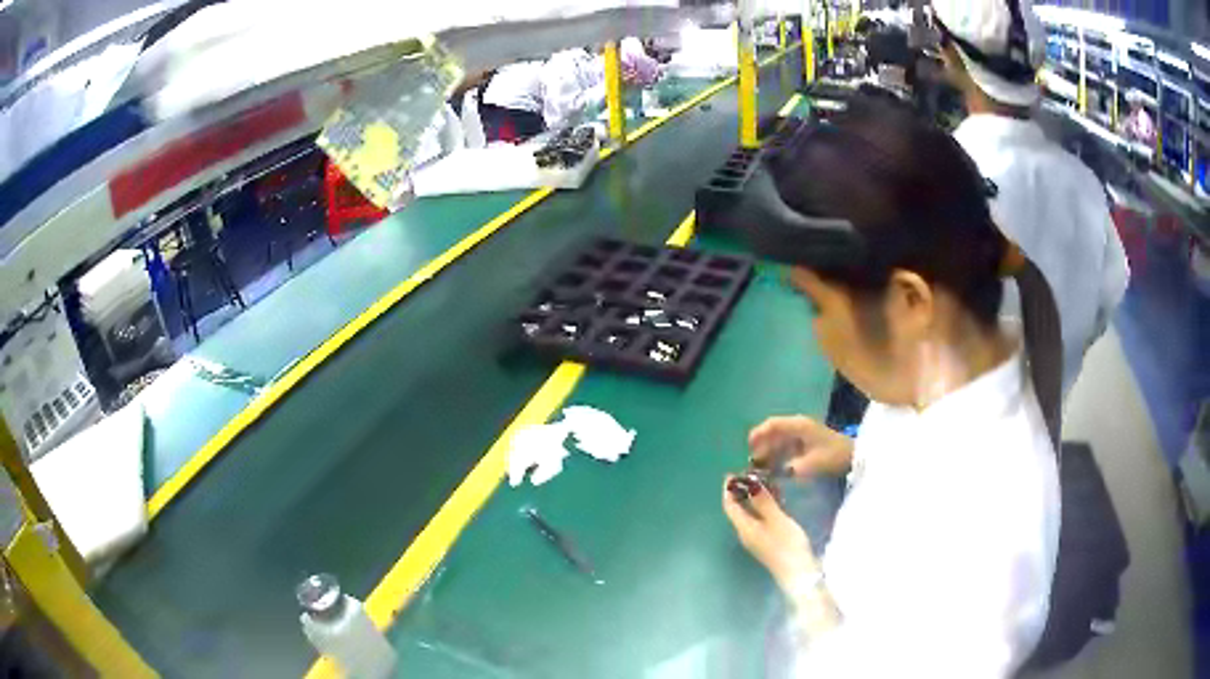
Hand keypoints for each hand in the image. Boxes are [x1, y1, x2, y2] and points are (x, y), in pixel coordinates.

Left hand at [722, 477, 814, 587]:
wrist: (799, 572)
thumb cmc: (786, 544)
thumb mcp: (776, 519)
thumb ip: (762, 501)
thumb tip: (749, 482)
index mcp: (743, 527)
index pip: (730, 505)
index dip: (729, 489)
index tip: (732, 473)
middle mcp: (746, 532)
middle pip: (739, 508)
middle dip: (743, 490)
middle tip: (754, 473)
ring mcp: (758, 537)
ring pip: (752, 512)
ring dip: (756, 497)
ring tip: (767, 480)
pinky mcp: (769, 539)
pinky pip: (762, 517)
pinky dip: (766, 505)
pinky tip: (778, 496)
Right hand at [748, 416, 854, 479]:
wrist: (854, 456)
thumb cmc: (832, 457)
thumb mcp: (809, 465)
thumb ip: (788, 468)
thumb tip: (771, 473)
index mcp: (798, 426)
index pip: (772, 424)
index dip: (758, 434)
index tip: (748, 448)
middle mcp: (798, 425)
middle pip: (774, 431)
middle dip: (762, 446)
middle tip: (753, 463)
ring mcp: (804, 432)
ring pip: (780, 439)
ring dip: (770, 451)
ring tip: (762, 468)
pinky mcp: (808, 441)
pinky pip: (787, 445)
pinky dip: (779, 454)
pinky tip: (775, 467)